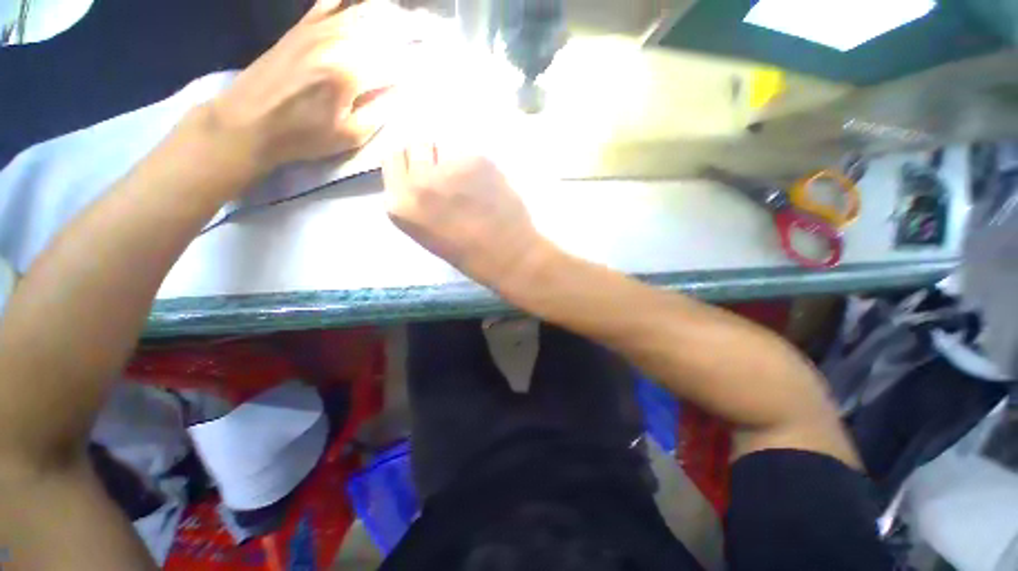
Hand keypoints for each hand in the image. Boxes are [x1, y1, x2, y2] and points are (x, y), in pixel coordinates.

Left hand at [206, 0, 420, 174]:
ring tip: (406, 17)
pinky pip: (329, 3)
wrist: (250, 121)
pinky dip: (348, 1)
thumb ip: (380, 111)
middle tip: (428, 29)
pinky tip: (363, 4)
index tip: (433, 65)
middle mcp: (336, 41)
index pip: (396, 63)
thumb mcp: (351, 135)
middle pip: (382, 28)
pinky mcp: (302, 27)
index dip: (417, 65)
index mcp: (350, 72)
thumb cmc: (304, 136)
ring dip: (386, 14)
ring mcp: (317, 29)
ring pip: (360, 11)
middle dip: (410, 30)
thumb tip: (402, 91)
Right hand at [383, 143, 548, 289]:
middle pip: (415, 146)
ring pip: (445, 149)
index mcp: (399, 205)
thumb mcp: (427, 232)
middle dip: (430, 158)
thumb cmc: (469, 255)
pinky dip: (478, 168)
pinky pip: (471, 155)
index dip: (410, 164)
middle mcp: (418, 181)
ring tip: (472, 186)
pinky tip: (489, 188)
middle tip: (450, 178)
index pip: (393, 160)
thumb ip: (416, 201)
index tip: (422, 171)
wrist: (508, 255)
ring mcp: (448, 168)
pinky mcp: (477, 160)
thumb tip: (420, 174)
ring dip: (454, 162)